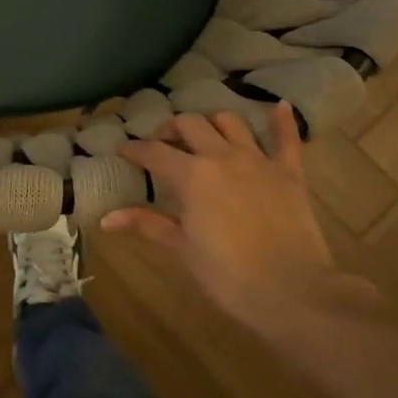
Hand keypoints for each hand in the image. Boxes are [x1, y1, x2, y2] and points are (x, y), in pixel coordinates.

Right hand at [103, 102, 358, 325]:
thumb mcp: (182, 248)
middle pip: (190, 125)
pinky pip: (287, 139)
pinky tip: (279, 107)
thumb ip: (146, 224)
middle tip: (162, 143)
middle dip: (171, 129)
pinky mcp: (289, 173)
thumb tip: (105, 219)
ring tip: (204, 135)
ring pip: (230, 122)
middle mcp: (222, 156)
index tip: (122, 150)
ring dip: (212, 123)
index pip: (154, 152)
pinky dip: (282, 121)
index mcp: (191, 175)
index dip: (134, 149)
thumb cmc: (228, 274)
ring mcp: (259, 161)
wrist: (292, 291)